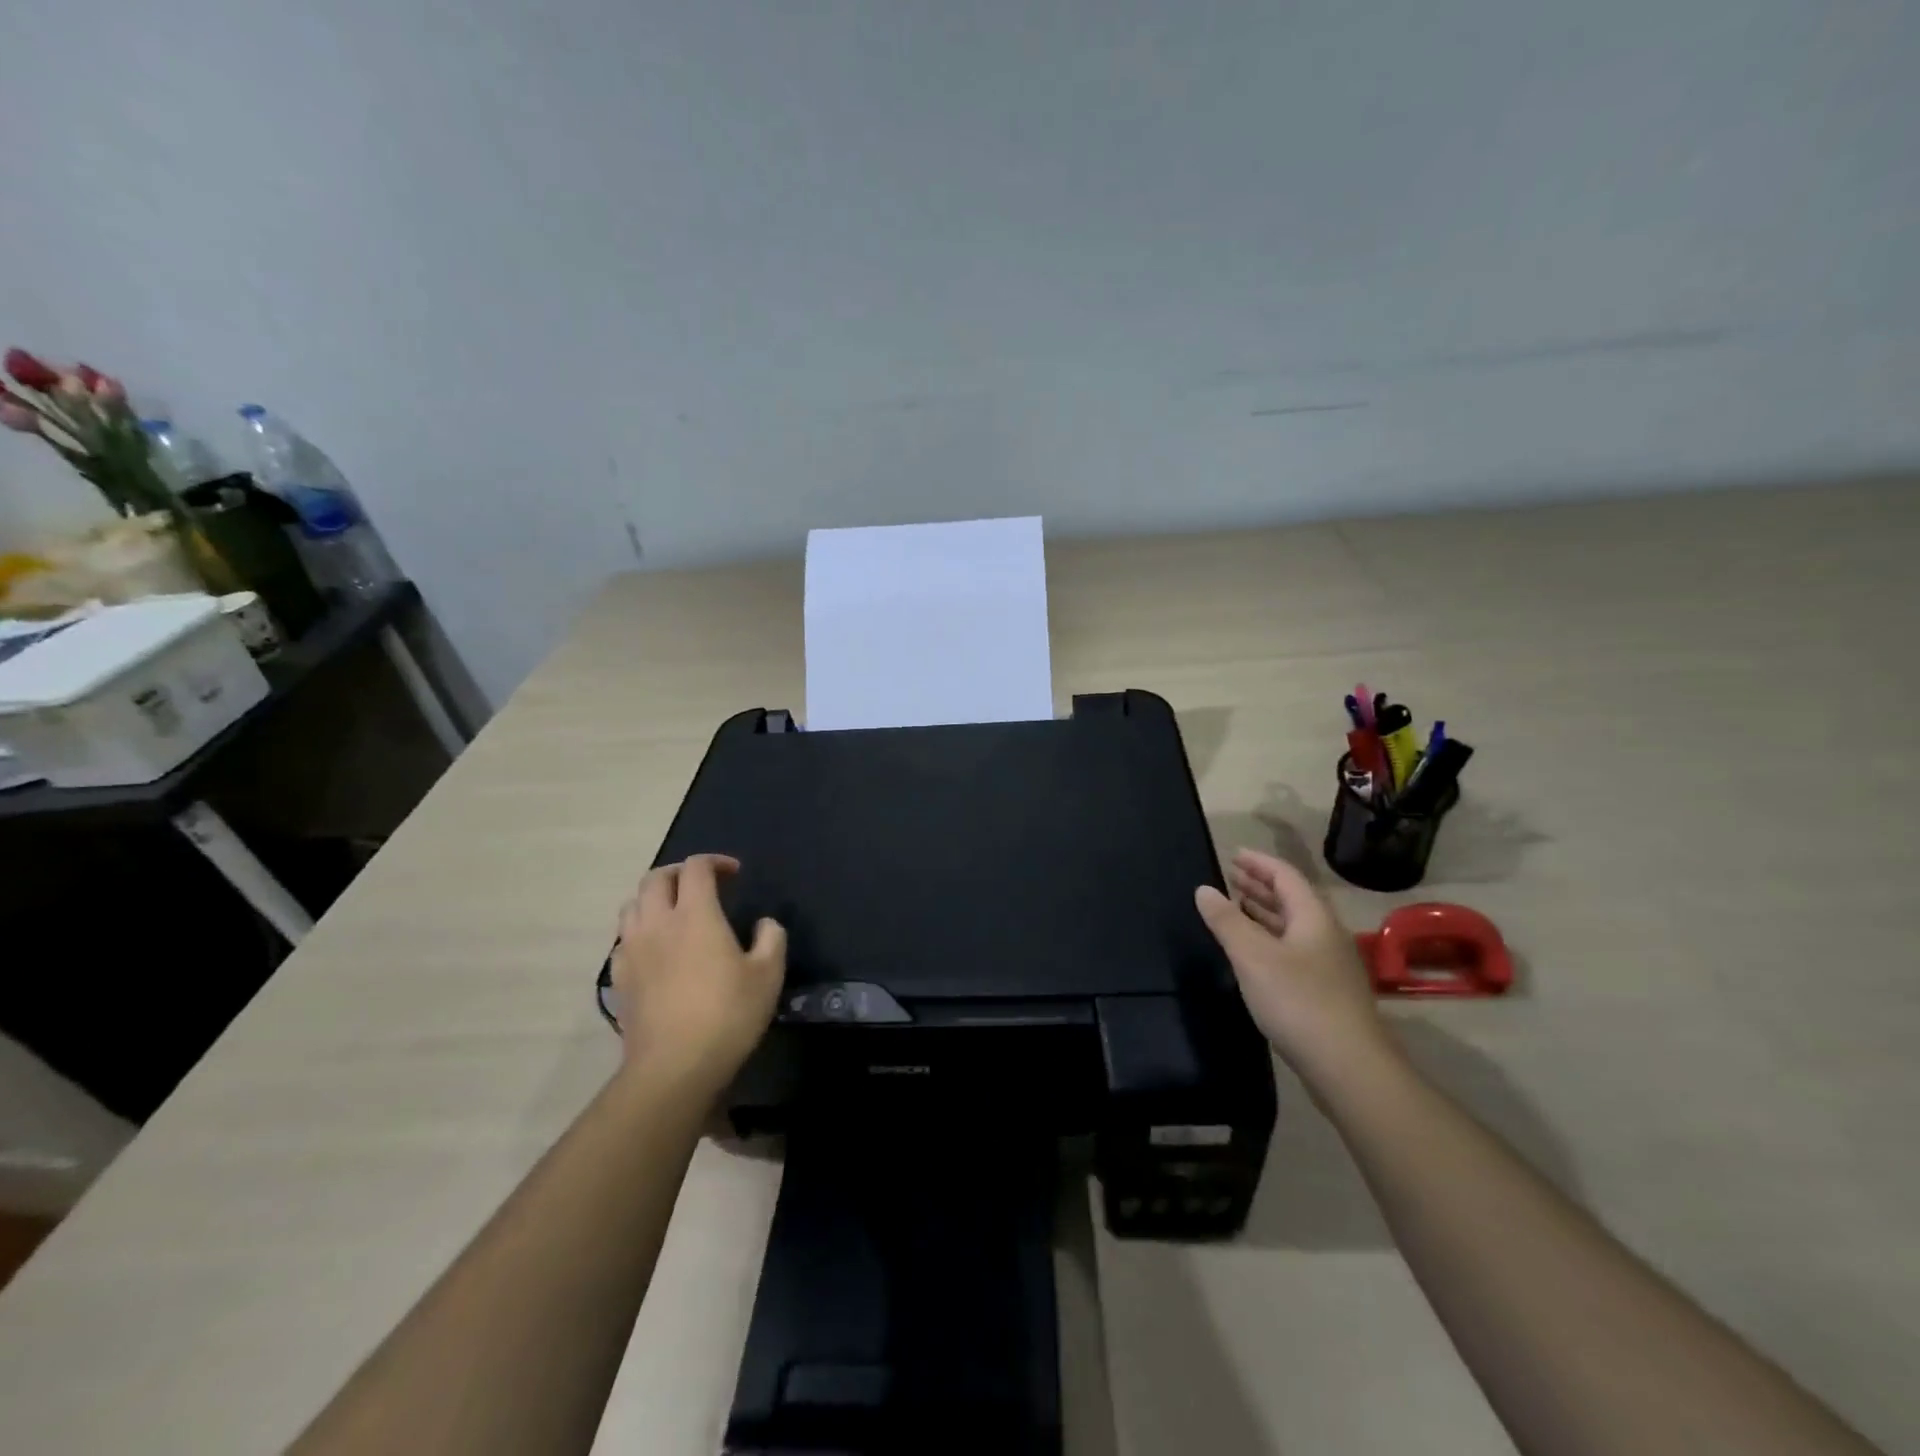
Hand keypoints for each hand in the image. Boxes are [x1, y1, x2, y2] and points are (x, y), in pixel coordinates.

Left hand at [612, 855, 785, 1094]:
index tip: (734, 873)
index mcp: (695, 914)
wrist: (673, 1067)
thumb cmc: (727, 1015)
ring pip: (632, 905)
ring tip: (675, 912)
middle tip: (702, 885)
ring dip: (654, 898)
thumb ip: (771, 939)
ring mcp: (632, 950)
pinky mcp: (620, 978)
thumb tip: (765, 924)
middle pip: (656, 878)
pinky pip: (623, 938)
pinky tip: (655, 949)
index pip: (696, 868)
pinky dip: (639, 930)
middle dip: (679, 873)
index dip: (715, 862)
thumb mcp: (768, 975)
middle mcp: (657, 922)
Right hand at [1196, 849, 1394, 1084]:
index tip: (1233, 855)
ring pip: (1293, 926)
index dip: (1258, 862)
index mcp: (1313, 918)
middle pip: (1292, 899)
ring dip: (1265, 912)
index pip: (1285, 876)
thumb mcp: (1252, 956)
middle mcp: (1325, 935)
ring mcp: (1329, 965)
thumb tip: (1204, 889)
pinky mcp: (1325, 992)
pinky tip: (1253, 952)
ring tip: (1237, 907)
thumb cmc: (1298, 1001)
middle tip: (1231, 877)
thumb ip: (1226, 920)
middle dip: (1261, 885)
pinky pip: (1293, 950)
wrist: (1348, 1067)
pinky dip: (1270, 939)